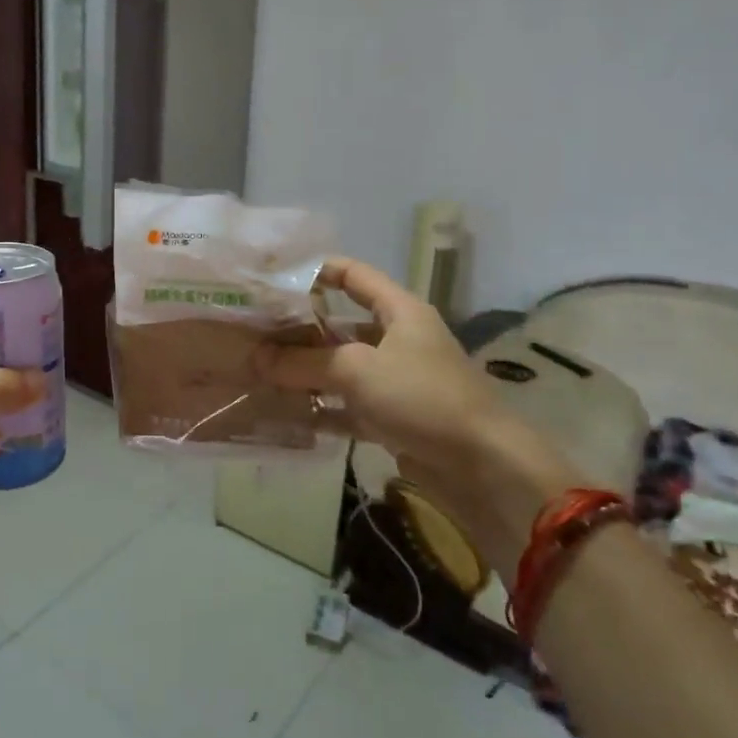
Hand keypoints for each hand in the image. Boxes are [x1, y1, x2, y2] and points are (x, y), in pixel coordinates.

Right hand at [257, 258, 570, 566]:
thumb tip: (256, 358)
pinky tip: (286, 414)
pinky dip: (322, 410)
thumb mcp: (358, 370)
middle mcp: (398, 339)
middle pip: (341, 325)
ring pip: (341, 368)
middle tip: (254, 334)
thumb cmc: (422, 397)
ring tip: (260, 373)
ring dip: (306, 373)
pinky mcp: (393, 418)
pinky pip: (348, 407)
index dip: (316, 271)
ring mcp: (396, 380)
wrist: (483, 466)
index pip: (353, 274)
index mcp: (399, 311)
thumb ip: (304, 362)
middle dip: (299, 330)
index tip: (274, 278)